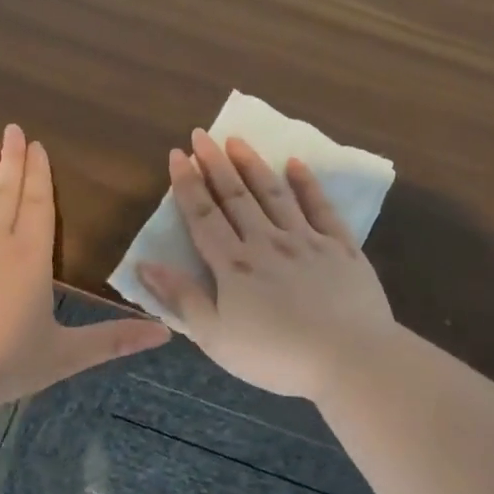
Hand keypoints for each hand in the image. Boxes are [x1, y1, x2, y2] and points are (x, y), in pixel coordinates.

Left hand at [0, 125, 168, 405]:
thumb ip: (113, 340)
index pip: (38, 206)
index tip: (36, 146)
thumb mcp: (65, 355)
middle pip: (5, 193)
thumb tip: (166, 333)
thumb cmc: (3, 361)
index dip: (39, 175)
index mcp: (31, 258)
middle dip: (11, 161)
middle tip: (12, 130)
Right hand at [137, 129, 395, 399]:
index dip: (188, 184)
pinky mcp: (341, 247)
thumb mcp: (216, 337)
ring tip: (238, 140)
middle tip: (202, 134)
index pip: (204, 216)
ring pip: (274, 194)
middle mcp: (266, 242)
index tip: (178, 155)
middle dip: (216, 164)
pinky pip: (321, 207)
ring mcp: (306, 241)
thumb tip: (144, 264)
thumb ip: (181, 298)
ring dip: (253, 165)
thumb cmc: (276, 356)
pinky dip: (307, 184)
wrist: (349, 358)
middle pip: (236, 197)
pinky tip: (296, 164)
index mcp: (233, 266)